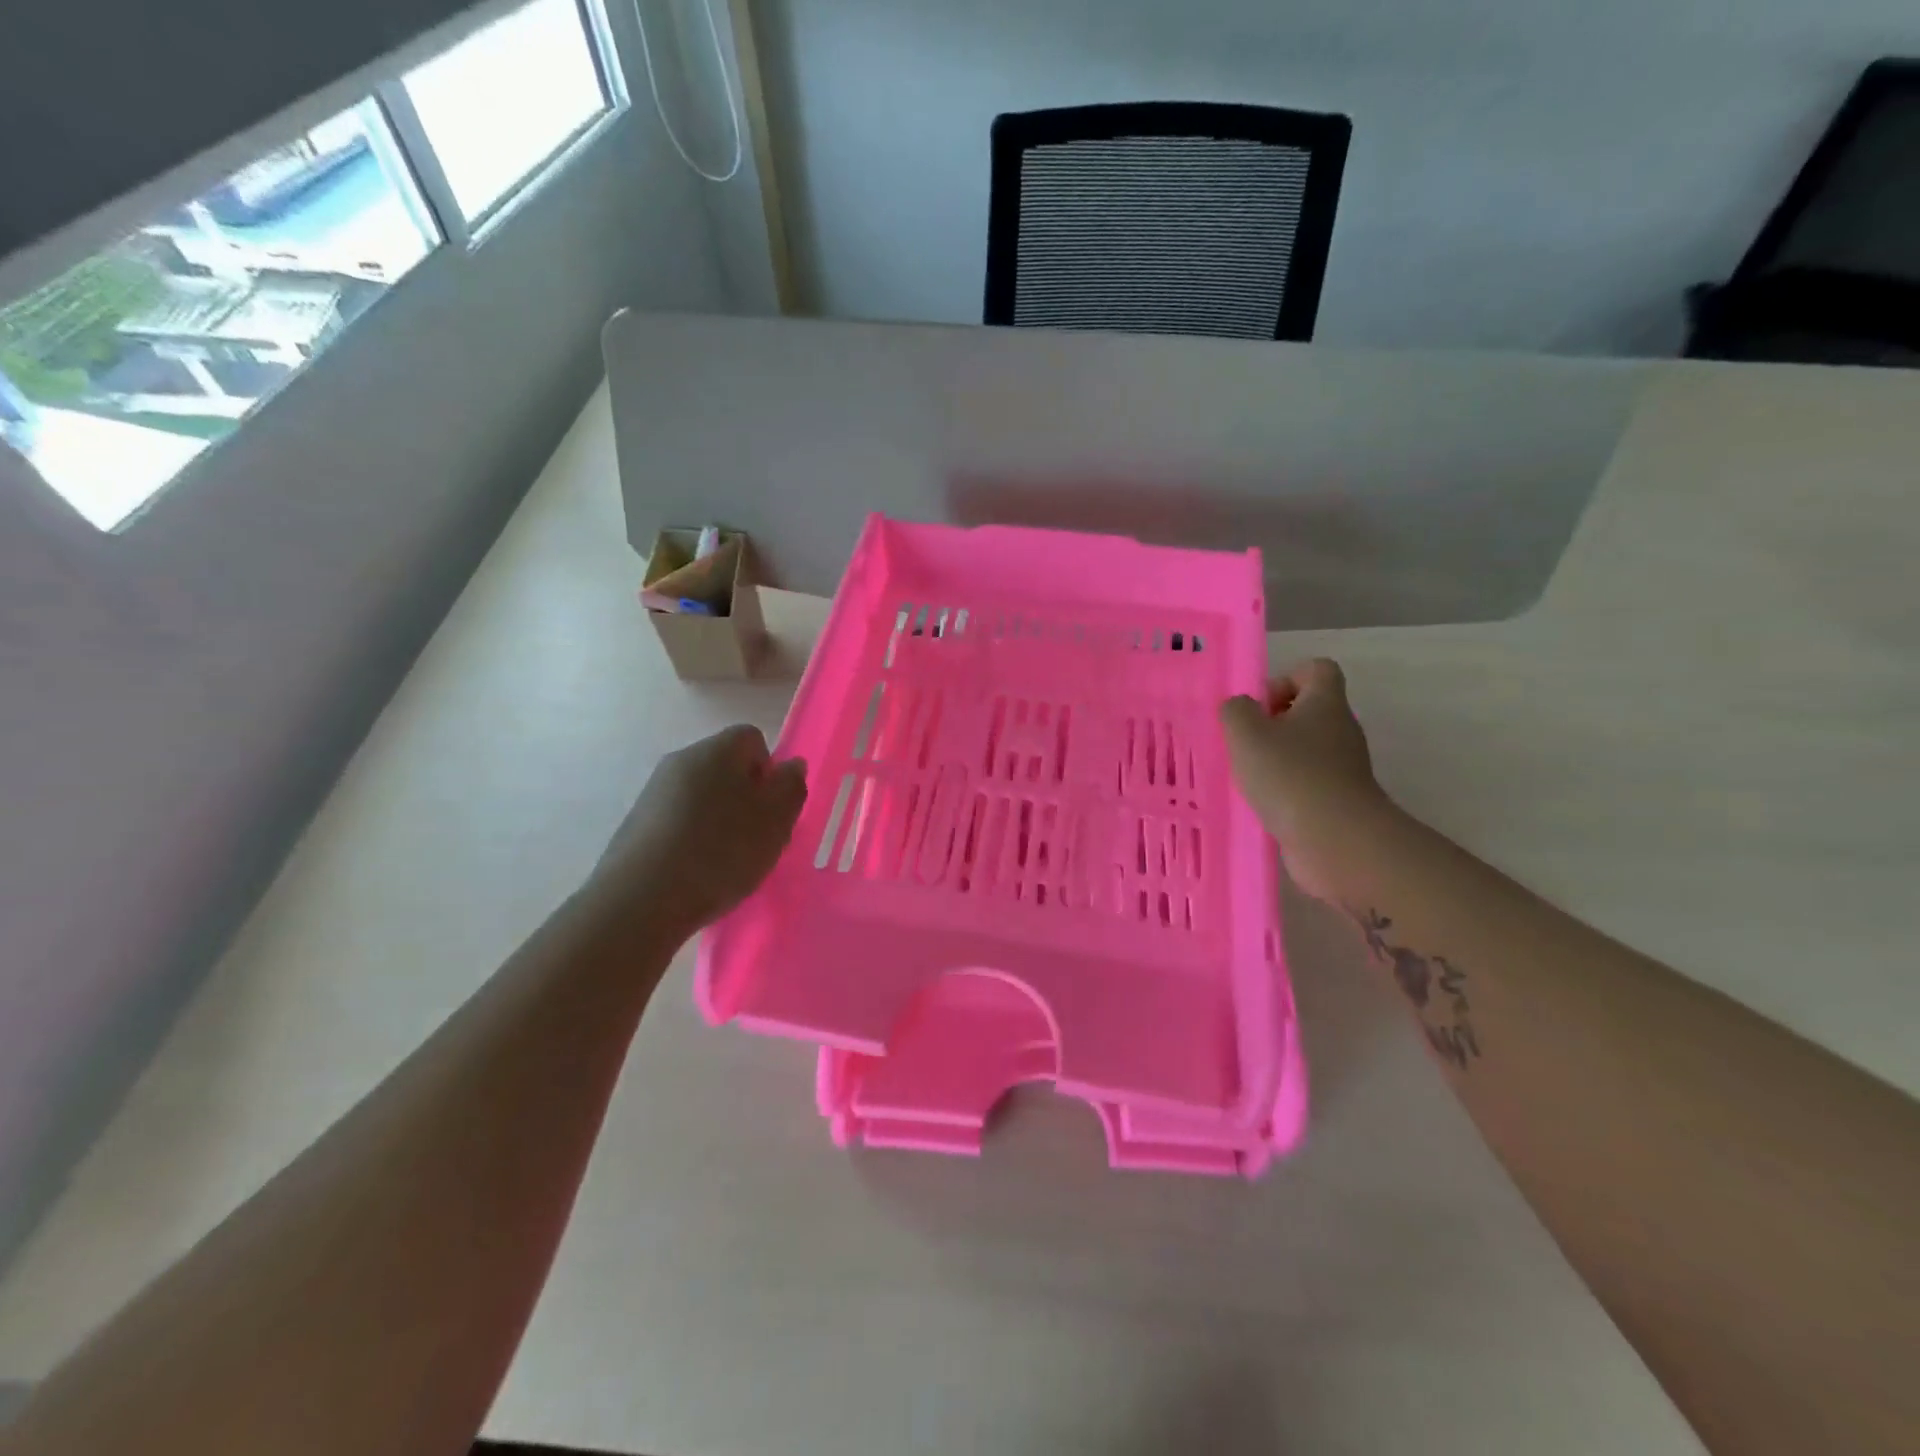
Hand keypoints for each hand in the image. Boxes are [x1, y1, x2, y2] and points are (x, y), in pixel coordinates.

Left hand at [589, 725, 806, 941]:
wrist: (641, 900)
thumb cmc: (721, 851)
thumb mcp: (776, 820)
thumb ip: (791, 786)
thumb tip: (790, 765)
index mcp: (717, 750)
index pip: (752, 739)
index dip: (769, 771)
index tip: (773, 807)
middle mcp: (682, 760)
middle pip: (725, 767)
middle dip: (745, 797)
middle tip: (757, 837)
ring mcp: (654, 792)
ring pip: (702, 795)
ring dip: (719, 820)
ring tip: (727, 861)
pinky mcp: (636, 824)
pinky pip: (678, 821)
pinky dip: (693, 838)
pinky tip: (697, 871)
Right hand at [1220, 659, 1390, 901]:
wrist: (1336, 840)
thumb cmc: (1290, 775)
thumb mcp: (1247, 733)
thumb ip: (1236, 711)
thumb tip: (1241, 708)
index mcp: (1325, 703)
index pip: (1316, 669)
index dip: (1284, 679)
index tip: (1259, 707)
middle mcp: (1340, 730)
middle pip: (1307, 711)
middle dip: (1271, 724)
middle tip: (1243, 743)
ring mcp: (1343, 767)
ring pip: (1304, 749)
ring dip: (1274, 759)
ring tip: (1246, 776)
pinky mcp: (1337, 800)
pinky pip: (1305, 782)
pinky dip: (1283, 789)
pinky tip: (1261, 803)